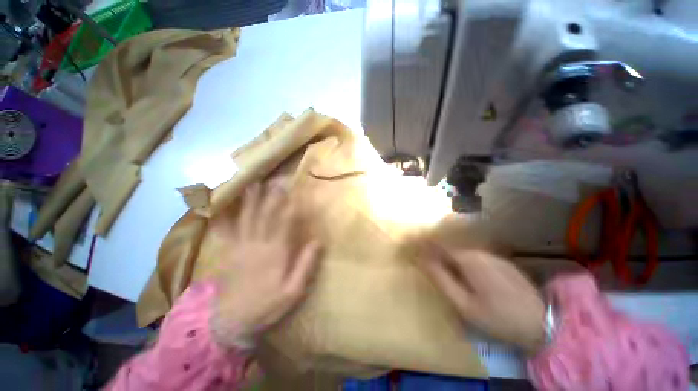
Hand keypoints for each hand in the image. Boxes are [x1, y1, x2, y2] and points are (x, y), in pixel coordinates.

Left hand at [210, 183, 321, 348]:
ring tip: (253, 184)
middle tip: (276, 180)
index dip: (291, 205)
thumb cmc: (268, 305)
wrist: (233, 322)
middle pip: (266, 215)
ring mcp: (241, 247)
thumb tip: (317, 241)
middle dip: (272, 196)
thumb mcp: (293, 291)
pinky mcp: (230, 253)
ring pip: (247, 218)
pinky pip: (227, 231)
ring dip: (251, 200)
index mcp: (276, 252)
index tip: (296, 191)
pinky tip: (221, 207)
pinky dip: (225, 217)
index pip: (285, 222)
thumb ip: (305, 265)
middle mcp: (258, 244)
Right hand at [418, 245, 544, 353]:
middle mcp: (479, 252)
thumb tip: (423, 261)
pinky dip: (463, 260)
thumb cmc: (498, 317)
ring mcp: (492, 256)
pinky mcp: (501, 262)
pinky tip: (464, 272)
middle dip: (436, 250)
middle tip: (424, 258)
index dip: (424, 245)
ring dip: (450, 255)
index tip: (413, 247)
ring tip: (441, 265)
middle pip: (451, 247)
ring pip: (463, 251)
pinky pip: (475, 257)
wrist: (542, 323)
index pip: (439, 246)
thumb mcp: (464, 304)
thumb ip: (442, 280)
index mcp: (468, 260)